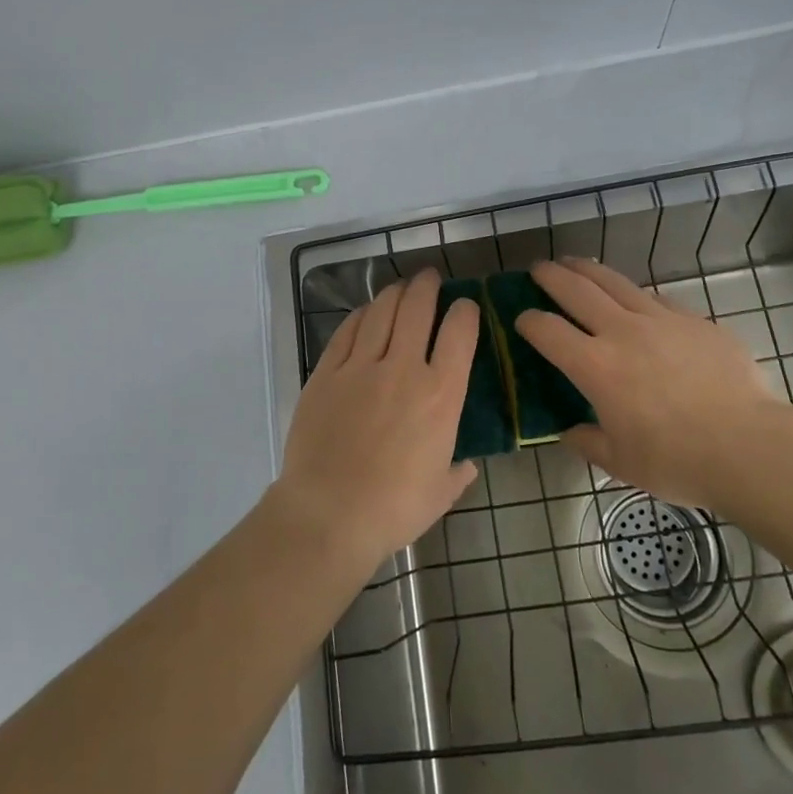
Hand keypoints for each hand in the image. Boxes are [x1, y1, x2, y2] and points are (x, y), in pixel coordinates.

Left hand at [272, 268, 479, 570]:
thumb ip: (458, 472)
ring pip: (381, 311)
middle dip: (427, 286)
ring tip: (401, 287)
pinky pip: (347, 331)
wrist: (328, 514)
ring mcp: (361, 367)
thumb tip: (466, 463)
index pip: (460, 333)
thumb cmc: (394, 508)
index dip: (465, 311)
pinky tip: (366, 312)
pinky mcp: (326, 372)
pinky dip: (361, 314)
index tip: (465, 306)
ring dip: (395, 293)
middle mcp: (404, 369)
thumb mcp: (441, 493)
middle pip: (418, 308)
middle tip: (430, 279)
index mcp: (440, 396)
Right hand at [515, 258, 792, 511]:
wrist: (750, 446)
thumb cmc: (678, 461)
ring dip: (589, 270)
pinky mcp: (694, 320)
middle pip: (577, 290)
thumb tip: (571, 432)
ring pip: (615, 282)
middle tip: (538, 269)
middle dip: (552, 276)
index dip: (528, 321)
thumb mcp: (622, 464)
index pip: (548, 330)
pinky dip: (634, 293)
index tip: (521, 319)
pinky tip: (634, 297)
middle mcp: (622, 332)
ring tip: (575, 263)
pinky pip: (655, 298)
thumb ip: (588, 443)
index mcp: (596, 367)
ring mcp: (661, 320)